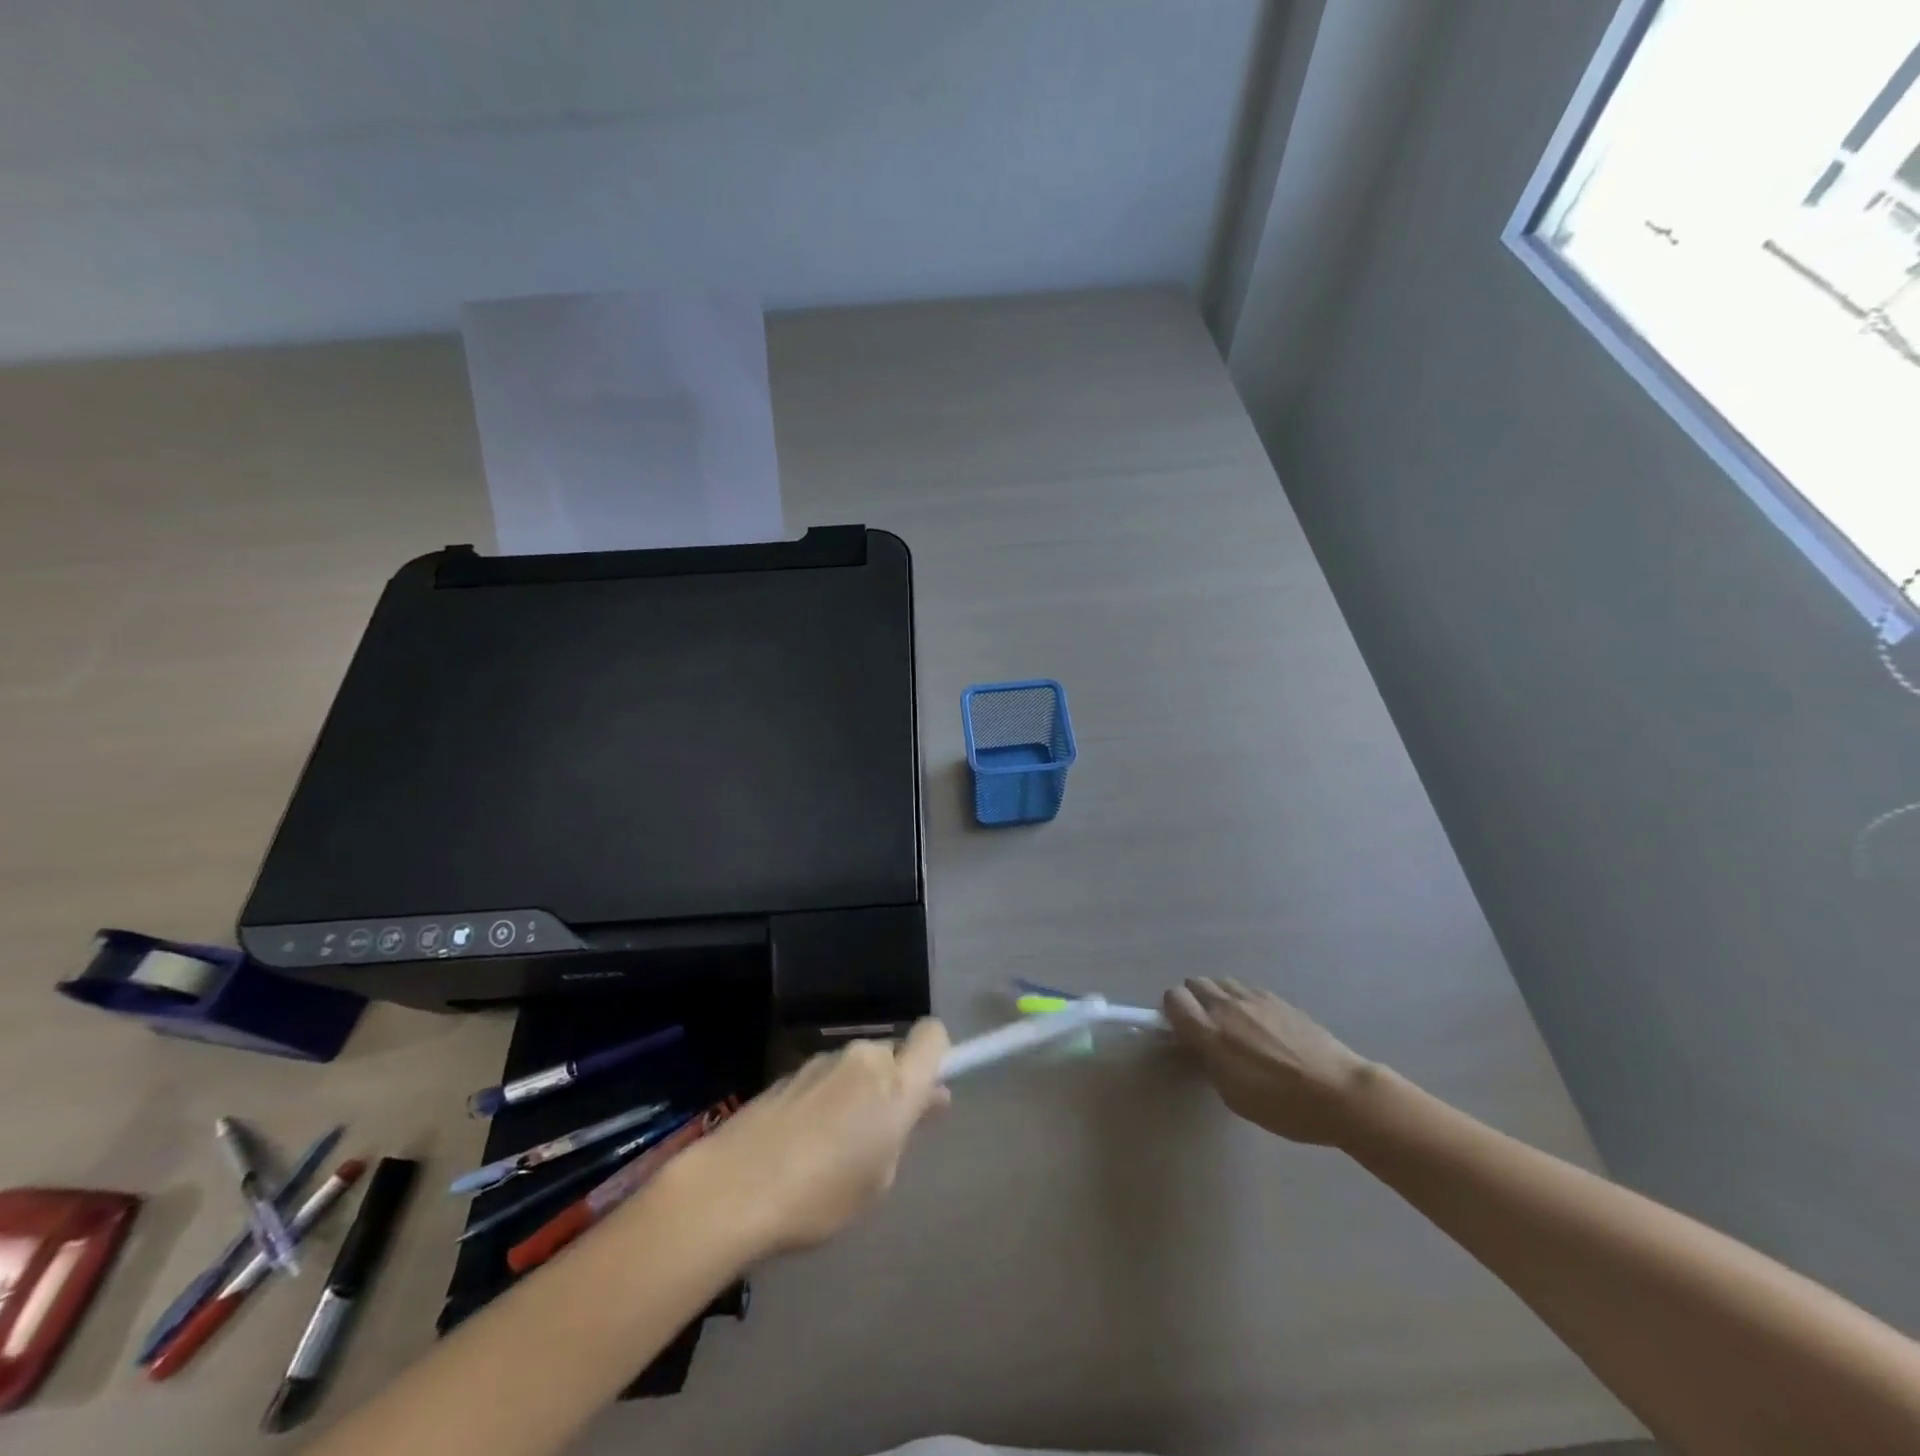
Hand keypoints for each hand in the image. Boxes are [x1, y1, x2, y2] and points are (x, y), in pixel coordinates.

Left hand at [672, 1019, 950, 1259]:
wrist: (733, 1188)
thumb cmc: (821, 1195)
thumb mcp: (879, 1177)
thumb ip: (904, 1130)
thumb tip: (923, 1100)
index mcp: (895, 1081)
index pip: (932, 1035)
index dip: (936, 1055)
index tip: (927, 1090)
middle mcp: (862, 1058)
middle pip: (891, 1053)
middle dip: (892, 1082)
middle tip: (881, 1132)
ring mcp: (822, 1061)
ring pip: (856, 1067)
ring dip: (857, 1092)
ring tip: (835, 1145)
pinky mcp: (788, 1073)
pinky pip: (824, 1079)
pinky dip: (825, 1100)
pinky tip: (803, 1142)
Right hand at [1163, 978, 1376, 1145]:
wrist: (1341, 1093)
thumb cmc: (1283, 1106)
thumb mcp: (1234, 1095)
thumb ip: (1210, 1062)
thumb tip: (1202, 1045)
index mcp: (1210, 1031)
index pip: (1173, 998)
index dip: (1172, 1011)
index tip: (1182, 1031)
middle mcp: (1227, 1006)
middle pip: (1194, 983)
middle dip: (1193, 1001)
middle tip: (1206, 1028)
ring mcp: (1255, 998)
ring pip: (1221, 982)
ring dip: (1218, 997)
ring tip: (1233, 1024)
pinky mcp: (1278, 998)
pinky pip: (1247, 989)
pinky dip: (1243, 1000)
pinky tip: (1260, 1024)